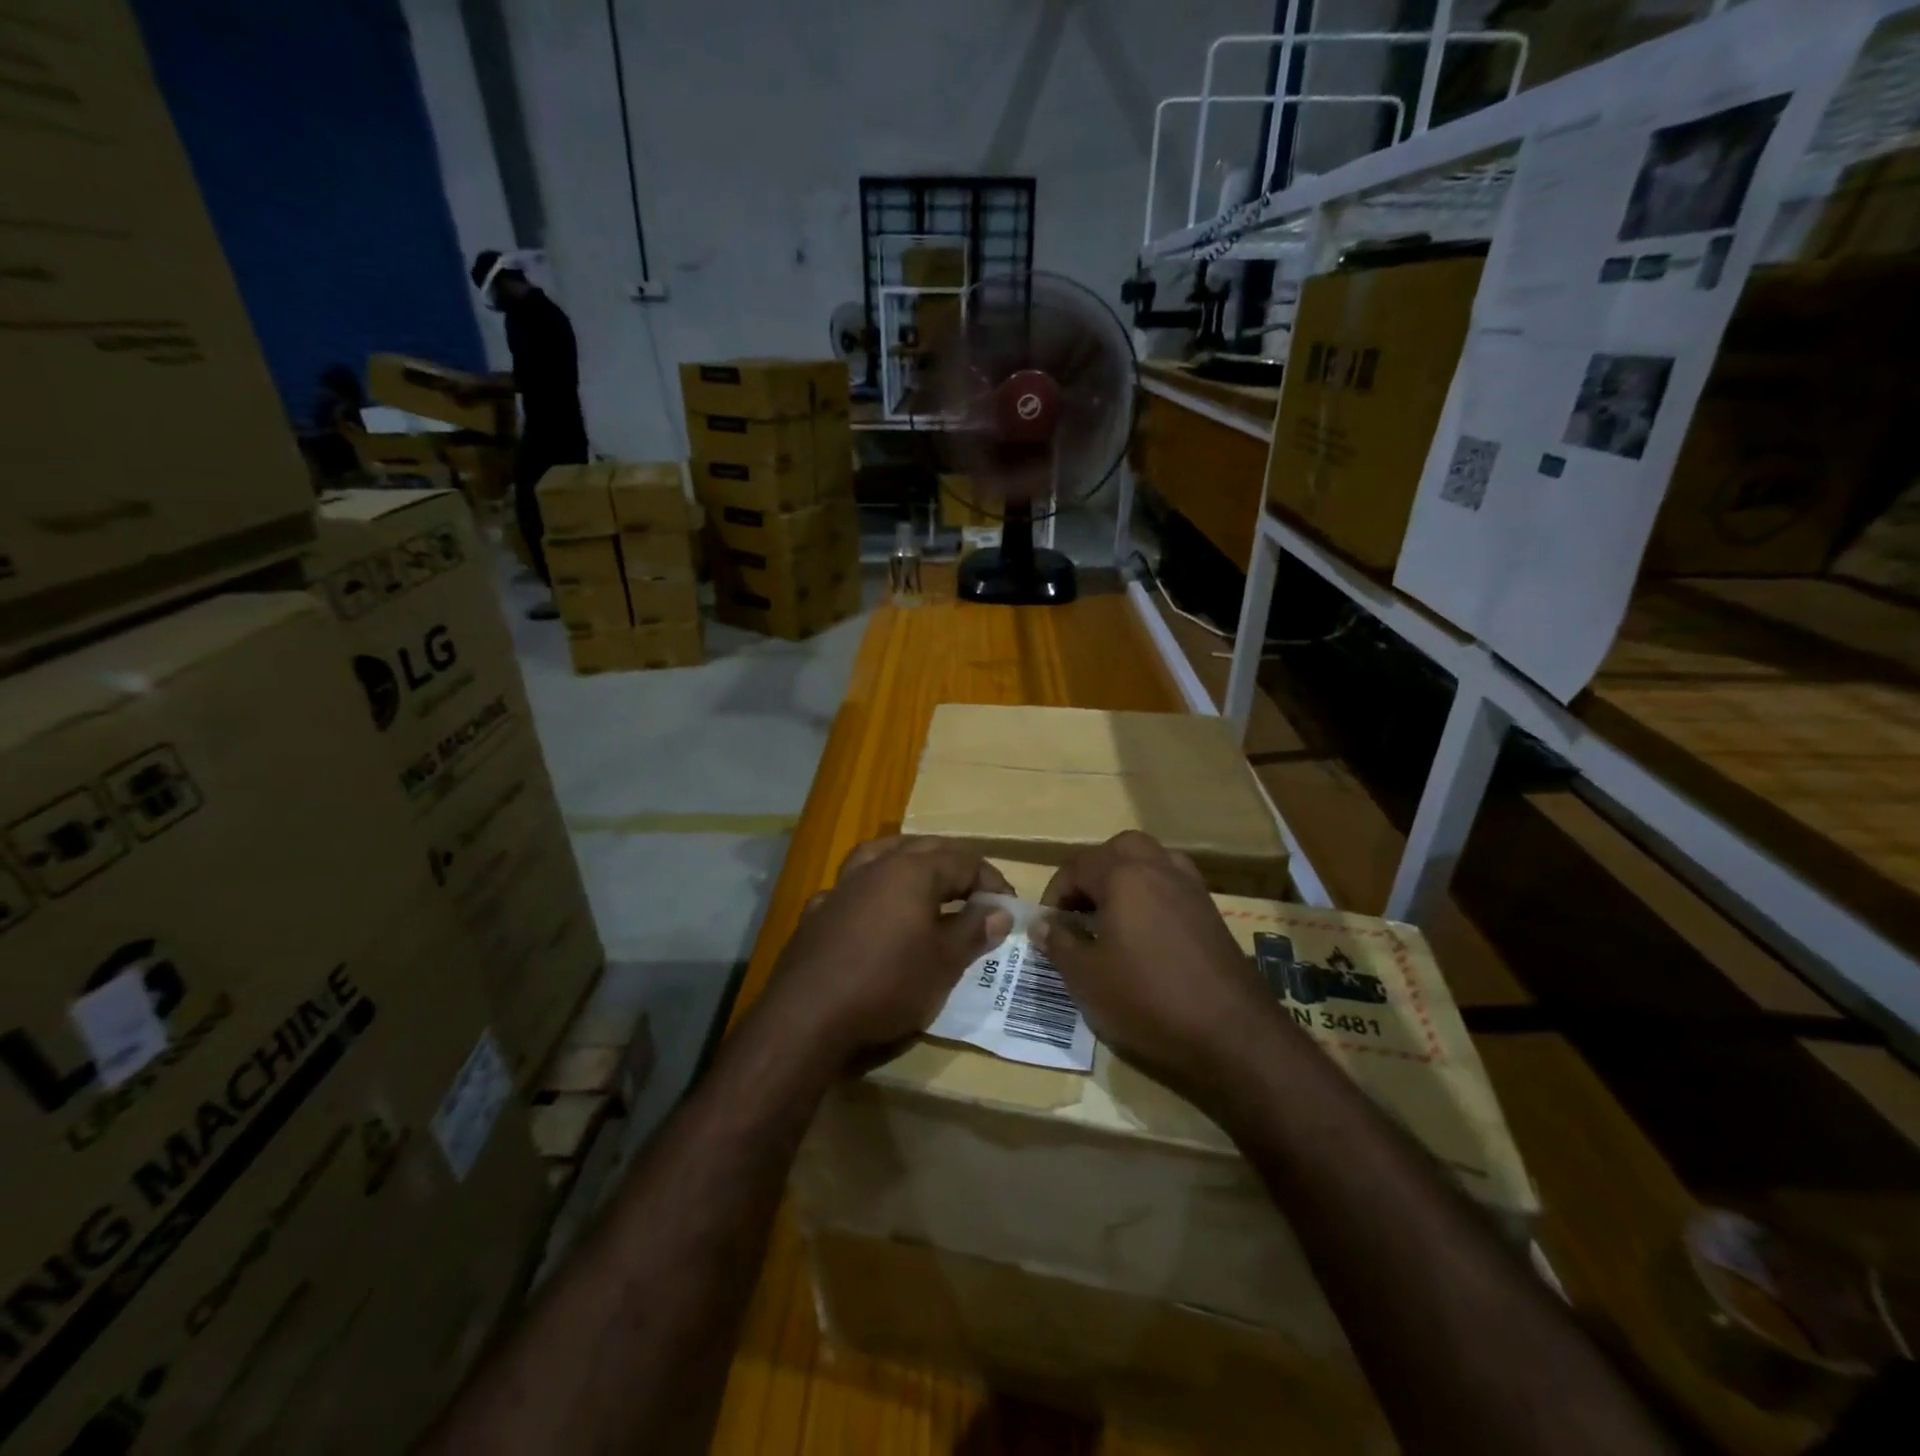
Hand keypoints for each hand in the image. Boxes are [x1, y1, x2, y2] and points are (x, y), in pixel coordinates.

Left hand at [761, 837, 1013, 1071]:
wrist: (808, 1016)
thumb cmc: (888, 983)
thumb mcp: (944, 962)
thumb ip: (974, 930)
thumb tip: (999, 911)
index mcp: (912, 871)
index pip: (964, 861)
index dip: (992, 882)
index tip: (1009, 908)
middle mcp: (876, 867)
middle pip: (924, 849)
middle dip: (955, 867)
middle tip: (976, 893)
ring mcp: (842, 886)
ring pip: (881, 855)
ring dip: (909, 863)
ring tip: (926, 883)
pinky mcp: (818, 912)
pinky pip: (852, 888)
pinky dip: (872, 892)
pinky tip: (874, 913)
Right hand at [1034, 832, 1285, 1102]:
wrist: (1232, 1033)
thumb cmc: (1147, 999)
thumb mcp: (1087, 978)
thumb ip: (1058, 944)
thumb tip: (1040, 924)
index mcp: (1123, 875)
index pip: (1077, 866)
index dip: (1054, 893)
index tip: (1047, 926)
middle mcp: (1159, 868)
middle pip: (1118, 849)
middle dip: (1093, 872)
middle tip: (1080, 910)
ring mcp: (1191, 888)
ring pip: (1151, 861)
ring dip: (1125, 878)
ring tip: (1111, 916)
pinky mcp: (1211, 912)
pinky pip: (1173, 885)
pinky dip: (1153, 894)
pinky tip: (1146, 933)